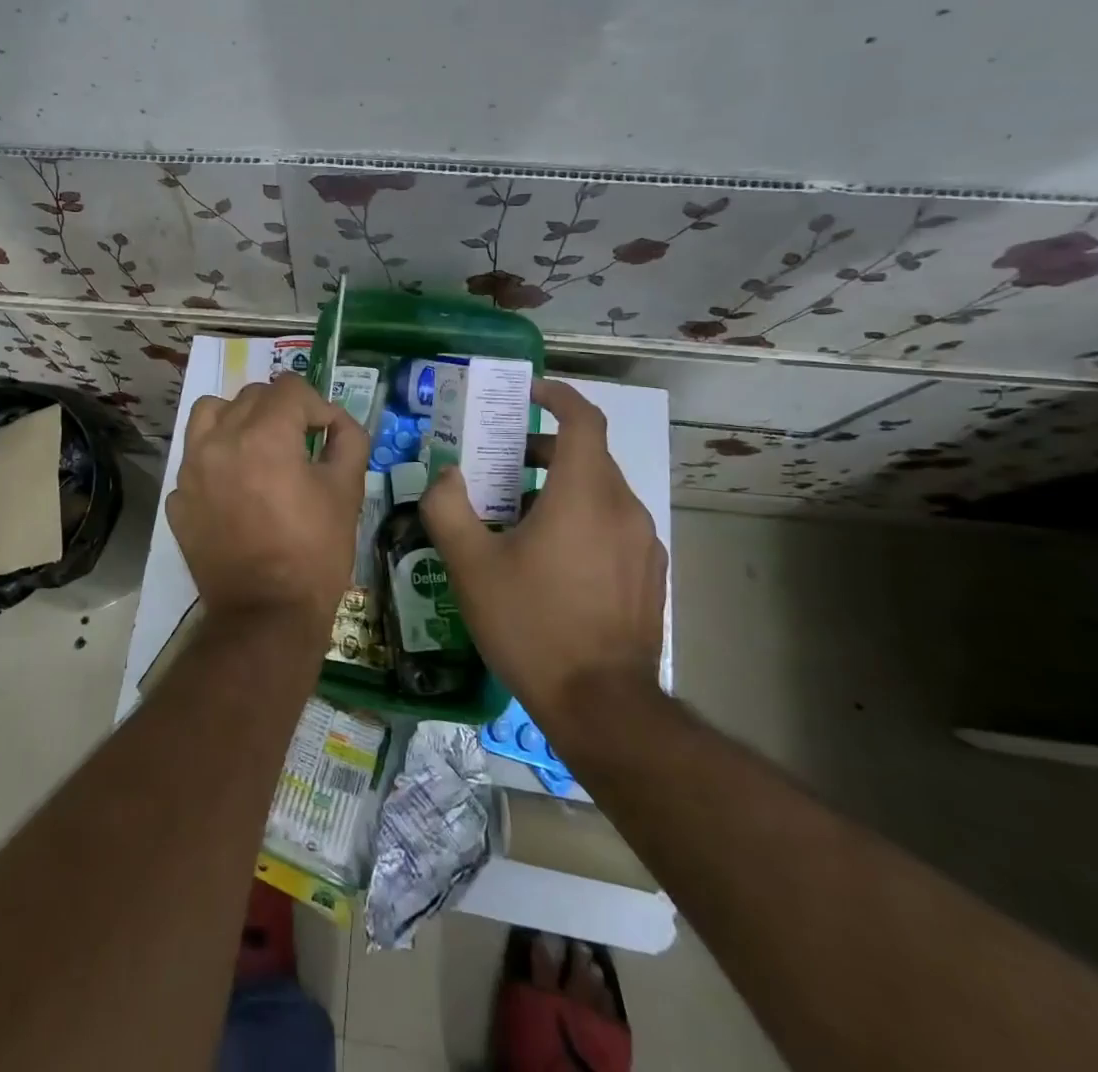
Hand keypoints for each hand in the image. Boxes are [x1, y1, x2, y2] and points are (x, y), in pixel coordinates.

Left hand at [165, 374, 369, 638]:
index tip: (329, 433)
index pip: (290, 389)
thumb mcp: (347, 492)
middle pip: (251, 396)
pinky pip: (195, 459)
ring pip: (210, 414)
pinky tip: (235, 490)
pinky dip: (216, 461)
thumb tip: (338, 424)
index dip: (318, 406)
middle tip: (301, 443)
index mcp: (263, 435)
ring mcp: (191, 470)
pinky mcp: (178, 499)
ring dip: (237, 419)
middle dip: (281, 411)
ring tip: (257, 448)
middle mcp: (219, 440)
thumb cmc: (314, 553)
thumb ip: (348, 442)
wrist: (265, 616)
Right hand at [419, 379, 665, 713]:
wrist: (602, 706)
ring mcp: (644, 543)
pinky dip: (580, 518)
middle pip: (587, 455)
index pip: (584, 419)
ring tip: (516, 515)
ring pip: (600, 492)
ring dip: (559, 486)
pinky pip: (612, 525)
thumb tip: (447, 476)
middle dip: (543, 448)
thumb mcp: (470, 564)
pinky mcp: (650, 574)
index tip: (530, 392)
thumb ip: (448, 507)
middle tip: (500, 463)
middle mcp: (623, 508)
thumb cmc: (531, 624)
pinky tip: (549, 559)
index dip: (559, 396)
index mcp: (584, 494)